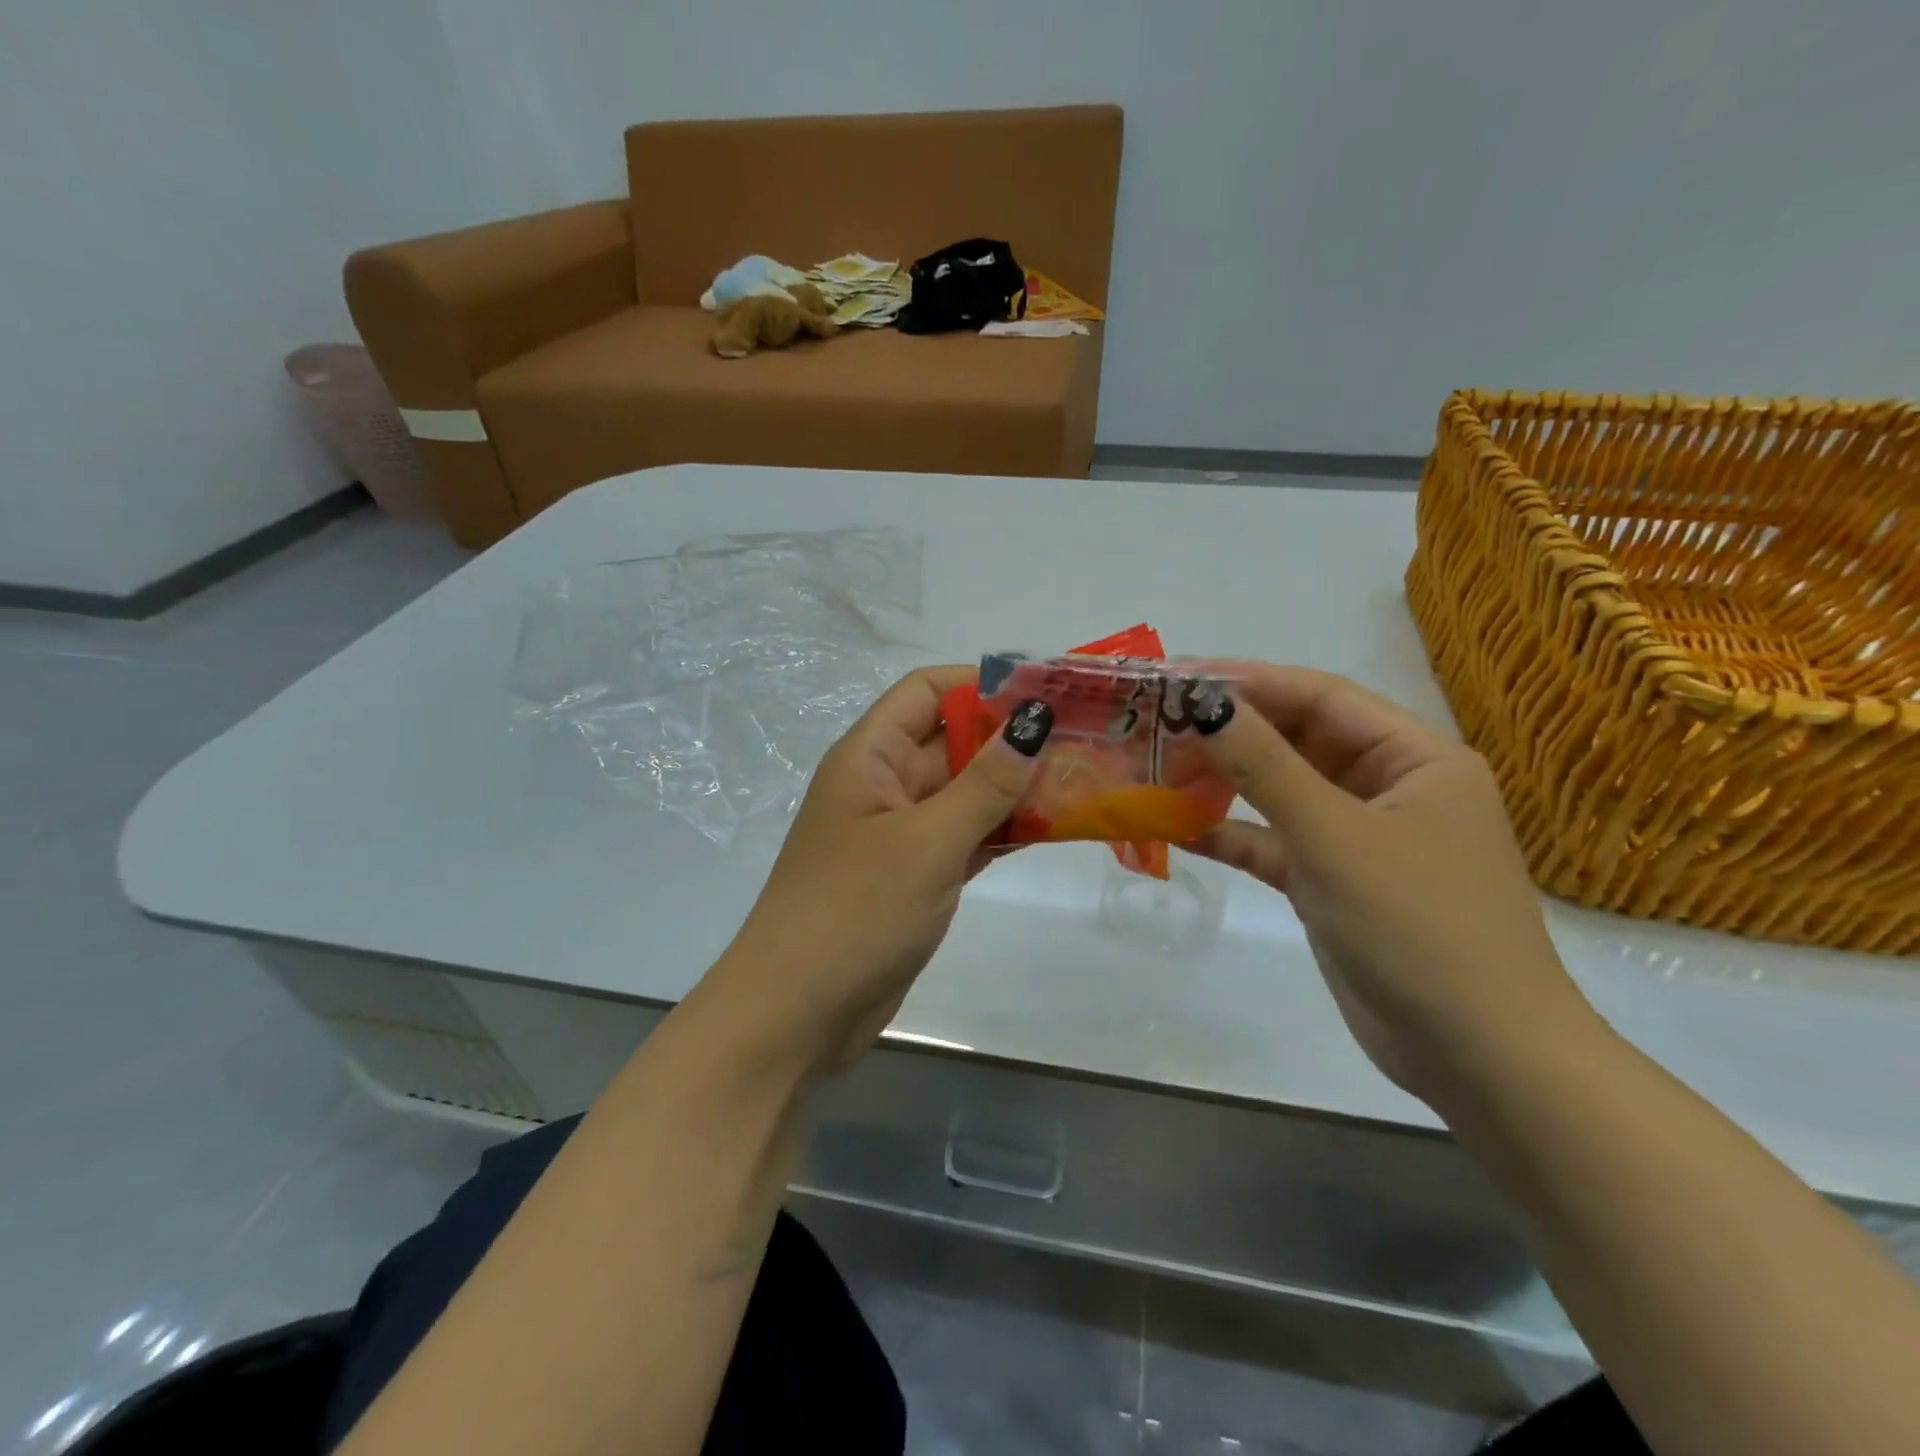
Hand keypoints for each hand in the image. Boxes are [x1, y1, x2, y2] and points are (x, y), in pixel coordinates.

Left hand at [714, 665, 1050, 1075]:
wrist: (797, 1014)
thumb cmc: (854, 911)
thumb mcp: (927, 842)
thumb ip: (986, 783)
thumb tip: (1035, 719)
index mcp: (870, 757)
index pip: (925, 692)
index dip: (981, 683)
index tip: (1045, 691)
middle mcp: (885, 785)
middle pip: (953, 740)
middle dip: (1013, 737)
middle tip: (1086, 736)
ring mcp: (902, 834)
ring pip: (967, 792)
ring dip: (1017, 787)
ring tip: (1086, 777)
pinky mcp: (918, 876)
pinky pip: (968, 836)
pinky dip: (1005, 830)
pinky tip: (1056, 827)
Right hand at [1187, 664, 1597, 1101]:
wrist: (1478, 1057)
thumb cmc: (1419, 926)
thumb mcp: (1334, 835)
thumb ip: (1265, 765)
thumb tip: (1204, 703)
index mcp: (1415, 758)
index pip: (1323, 697)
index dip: (1252, 682)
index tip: (1181, 676)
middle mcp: (1389, 788)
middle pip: (1298, 741)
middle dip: (1231, 732)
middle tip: (1158, 723)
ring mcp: (1360, 838)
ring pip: (1281, 792)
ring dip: (1224, 782)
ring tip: (1158, 768)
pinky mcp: (1333, 883)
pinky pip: (1275, 844)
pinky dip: (1232, 835)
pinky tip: (1178, 828)